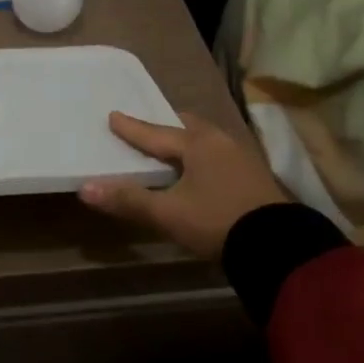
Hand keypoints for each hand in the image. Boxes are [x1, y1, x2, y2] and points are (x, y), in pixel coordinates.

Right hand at [79, 111, 290, 258]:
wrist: (278, 247)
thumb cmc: (217, 222)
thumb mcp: (169, 214)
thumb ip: (128, 200)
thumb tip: (85, 188)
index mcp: (197, 144)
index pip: (155, 133)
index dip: (132, 128)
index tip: (113, 115)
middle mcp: (220, 142)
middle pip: (186, 127)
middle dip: (165, 127)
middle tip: (148, 129)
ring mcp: (241, 157)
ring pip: (205, 139)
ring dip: (186, 140)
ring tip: (171, 148)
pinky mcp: (253, 176)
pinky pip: (218, 154)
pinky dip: (201, 155)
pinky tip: (199, 170)